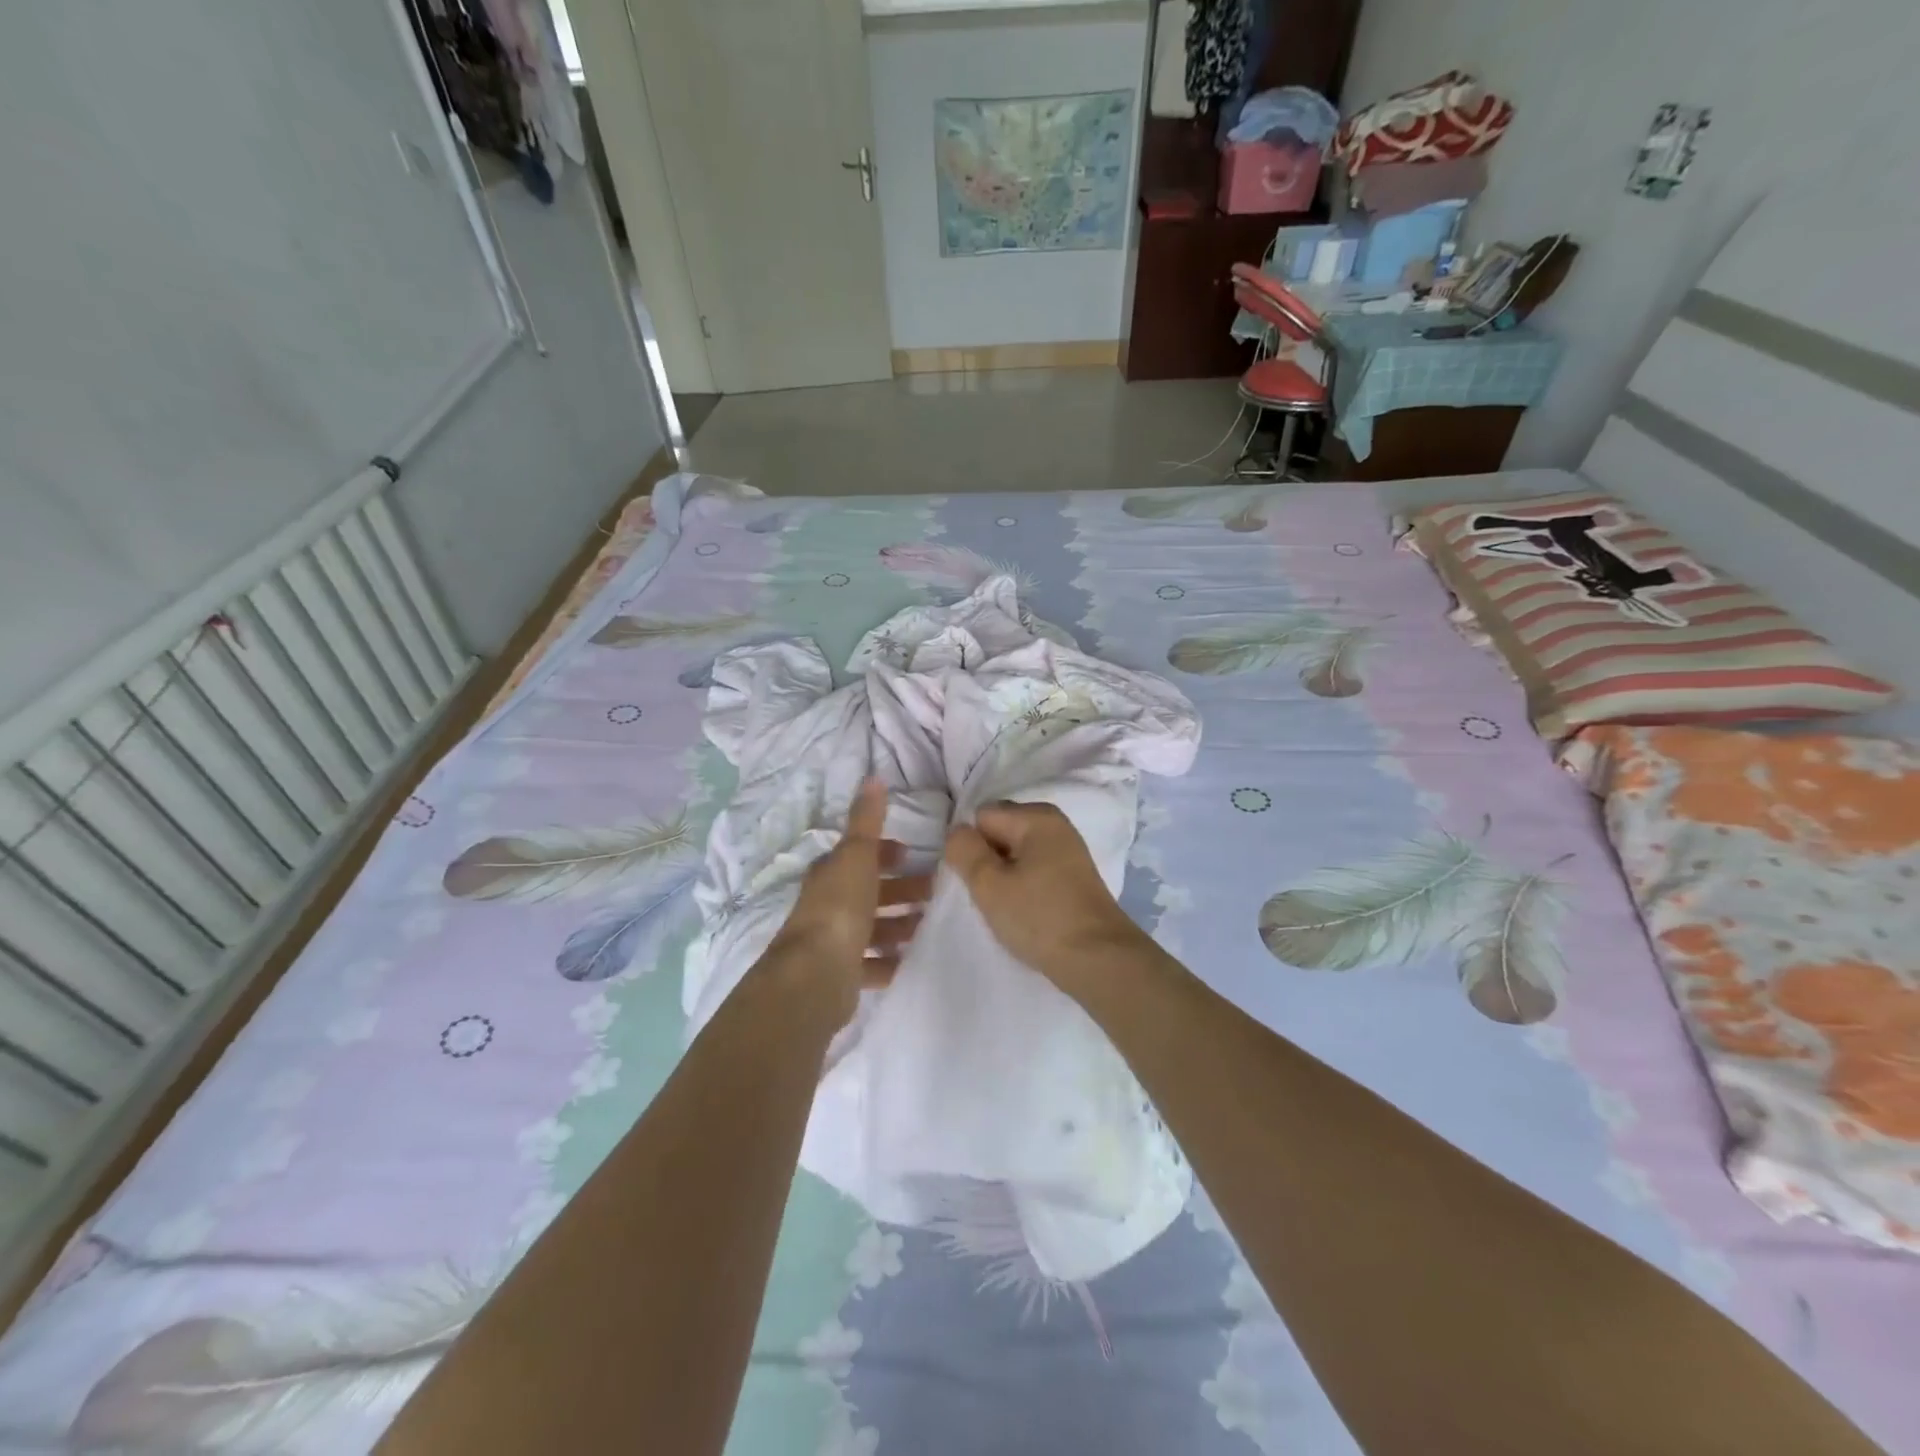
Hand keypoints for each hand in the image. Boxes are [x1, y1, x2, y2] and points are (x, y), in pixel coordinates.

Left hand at [763, 780, 929, 1020]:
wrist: (815, 975)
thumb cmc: (840, 907)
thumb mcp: (857, 854)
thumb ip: (867, 819)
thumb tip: (872, 777)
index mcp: (830, 874)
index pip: (858, 855)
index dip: (884, 853)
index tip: (911, 854)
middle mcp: (827, 904)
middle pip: (868, 892)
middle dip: (899, 889)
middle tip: (934, 893)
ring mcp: (832, 942)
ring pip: (870, 928)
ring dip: (897, 925)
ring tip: (928, 927)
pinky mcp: (840, 976)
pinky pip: (869, 965)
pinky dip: (888, 961)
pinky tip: (909, 961)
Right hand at [944, 801, 1144, 991]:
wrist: (1099, 959)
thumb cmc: (1040, 917)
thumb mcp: (989, 884)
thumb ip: (964, 850)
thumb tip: (957, 831)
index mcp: (1036, 816)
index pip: (981, 817)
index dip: (970, 847)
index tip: (974, 880)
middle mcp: (1054, 823)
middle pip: (1000, 830)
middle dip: (987, 858)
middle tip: (988, 894)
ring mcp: (1067, 848)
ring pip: (1016, 852)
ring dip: (1004, 875)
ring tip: (1006, 906)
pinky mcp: (1073, 874)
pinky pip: (1034, 867)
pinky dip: (1023, 884)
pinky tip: (1025, 910)